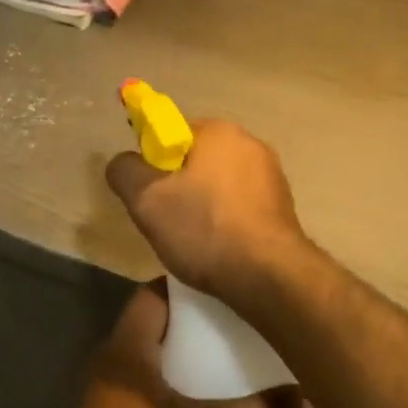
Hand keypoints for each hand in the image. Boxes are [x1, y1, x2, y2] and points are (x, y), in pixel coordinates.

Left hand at [53, 285, 302, 407]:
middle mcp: (114, 363)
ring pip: (151, 362)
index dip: (186, 285)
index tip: (225, 284)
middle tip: (238, 323)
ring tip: (228, 360)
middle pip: (155, 327)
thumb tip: (306, 396)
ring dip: (183, 359)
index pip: (153, 294)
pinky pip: (148, 394)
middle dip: (193, 323)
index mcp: (129, 346)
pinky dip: (175, 392)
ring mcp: (110, 397)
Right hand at [105, 119, 309, 304]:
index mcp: (219, 131)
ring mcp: (272, 175)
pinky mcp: (283, 206)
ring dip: (203, 206)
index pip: (172, 133)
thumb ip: (125, 171)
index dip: (153, 163)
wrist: (268, 275)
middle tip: (166, 221)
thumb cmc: (204, 230)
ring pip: (220, 185)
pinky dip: (227, 221)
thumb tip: (123, 162)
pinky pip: (241, 206)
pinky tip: (221, 248)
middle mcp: (251, 144)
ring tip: (194, 241)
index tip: (150, 195)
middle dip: (179, 186)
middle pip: (197, 159)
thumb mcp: (146, 200)